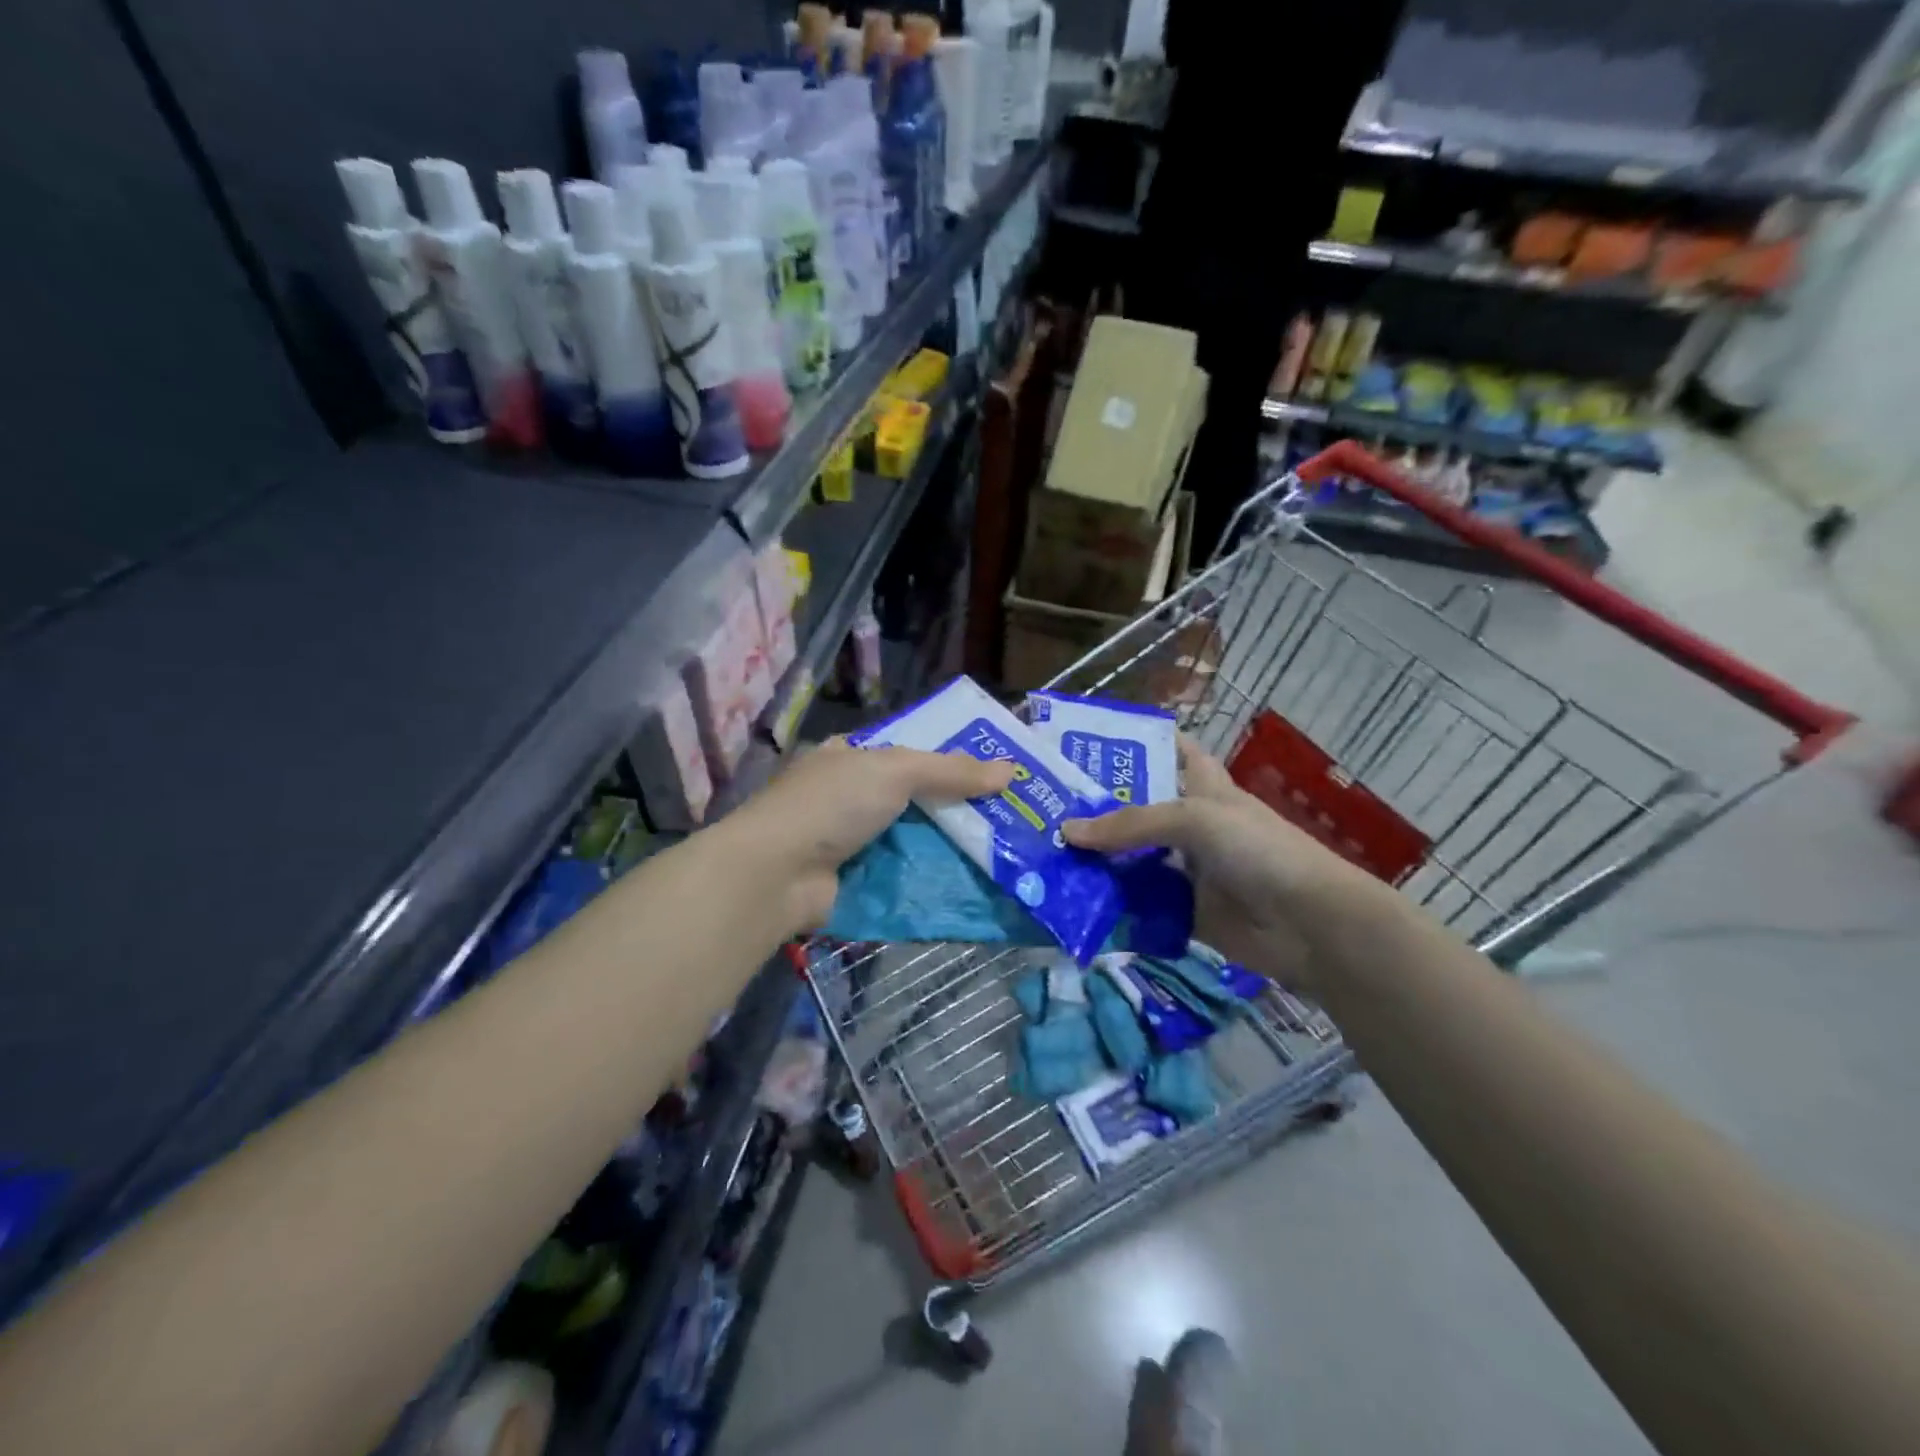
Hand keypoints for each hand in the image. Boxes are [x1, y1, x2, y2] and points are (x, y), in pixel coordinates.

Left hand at [724, 737, 1014, 934]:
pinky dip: (931, 879)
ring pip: (912, 840)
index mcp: (850, 756)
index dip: (950, 759)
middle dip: (957, 808)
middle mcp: (848, 796)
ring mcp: (850, 842)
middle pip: (914, 799)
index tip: (994, 771)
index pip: (908, 752)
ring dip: (949, 848)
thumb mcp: (895, 771)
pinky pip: (903, 876)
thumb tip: (1010, 770)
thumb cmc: (833, 804)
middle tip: (1011, 815)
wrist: (777, 874)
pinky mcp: (854, 881)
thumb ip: (950, 771)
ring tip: (1005, 851)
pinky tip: (972, 884)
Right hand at [1063, 737, 1372, 993]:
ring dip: (1099, 861)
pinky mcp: (1184, 913)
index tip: (1091, 740)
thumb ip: (1132, 824)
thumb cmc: (1259, 851)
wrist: (1311, 926)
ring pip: (1135, 861)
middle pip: (1139, 811)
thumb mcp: (1196, 819)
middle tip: (1045, 804)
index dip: (1140, 741)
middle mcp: (1192, 827)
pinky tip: (1074, 902)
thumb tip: (1067, 832)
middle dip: (1098, 809)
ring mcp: (1188, 871)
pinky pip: (1141, 907)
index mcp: (1204, 788)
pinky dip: (1113, 906)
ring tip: (1046, 855)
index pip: (1173, 751)